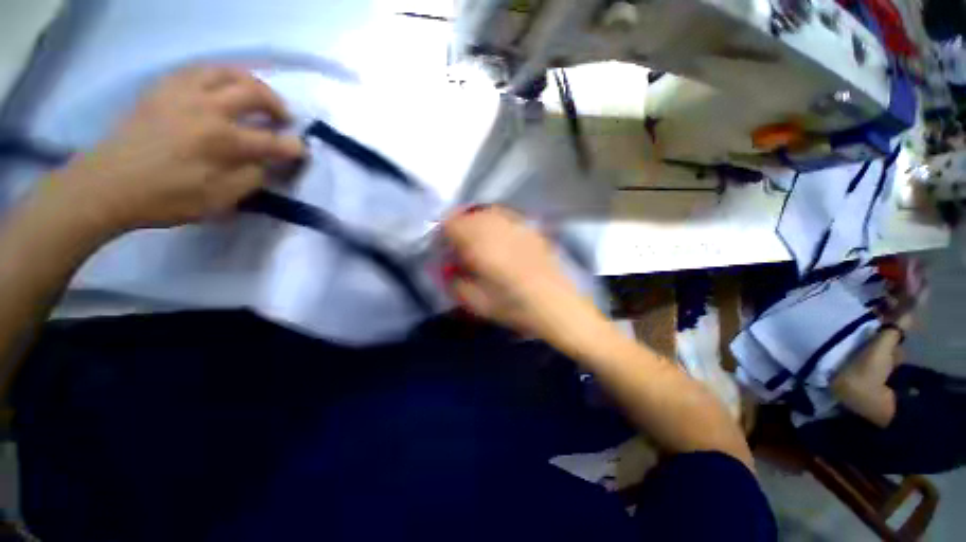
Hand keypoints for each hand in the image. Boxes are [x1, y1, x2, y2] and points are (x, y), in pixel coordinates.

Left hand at [39, 66, 303, 235]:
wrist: (108, 184)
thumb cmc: (166, 198)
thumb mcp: (219, 200)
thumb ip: (250, 179)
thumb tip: (265, 164)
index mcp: (222, 141)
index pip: (272, 141)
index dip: (294, 147)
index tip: (303, 150)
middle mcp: (206, 109)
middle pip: (253, 93)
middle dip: (277, 105)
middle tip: (284, 117)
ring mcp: (182, 93)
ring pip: (225, 72)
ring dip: (250, 82)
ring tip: (257, 95)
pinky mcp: (162, 89)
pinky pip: (197, 70)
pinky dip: (217, 75)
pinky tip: (221, 87)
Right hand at [443, 207, 605, 345]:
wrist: (558, 306)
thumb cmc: (515, 307)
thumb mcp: (477, 303)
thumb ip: (455, 283)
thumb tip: (447, 269)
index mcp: (480, 245)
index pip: (451, 224)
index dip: (442, 233)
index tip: (444, 248)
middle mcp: (497, 228)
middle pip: (468, 214)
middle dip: (459, 227)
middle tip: (460, 247)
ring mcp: (517, 226)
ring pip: (487, 212)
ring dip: (477, 223)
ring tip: (479, 242)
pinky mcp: (531, 229)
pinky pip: (506, 216)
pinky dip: (495, 223)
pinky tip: (500, 239)